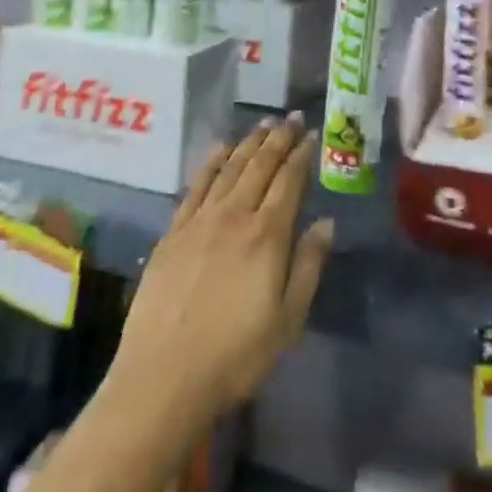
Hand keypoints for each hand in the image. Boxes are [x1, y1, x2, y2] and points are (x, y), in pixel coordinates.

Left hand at [110, 116, 331, 423]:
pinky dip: (212, 161)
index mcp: (267, 235)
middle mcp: (235, 215)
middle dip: (279, 138)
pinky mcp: (175, 229)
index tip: (310, 134)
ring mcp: (201, 219)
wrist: (164, 375)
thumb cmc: (235, 357)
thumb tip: (326, 222)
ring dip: (249, 142)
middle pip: (260, 165)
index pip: (289, 182)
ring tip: (263, 124)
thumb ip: (308, 267)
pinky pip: (197, 184)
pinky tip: (220, 148)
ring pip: (230, 168)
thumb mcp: (287, 322)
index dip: (301, 155)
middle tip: (290, 117)